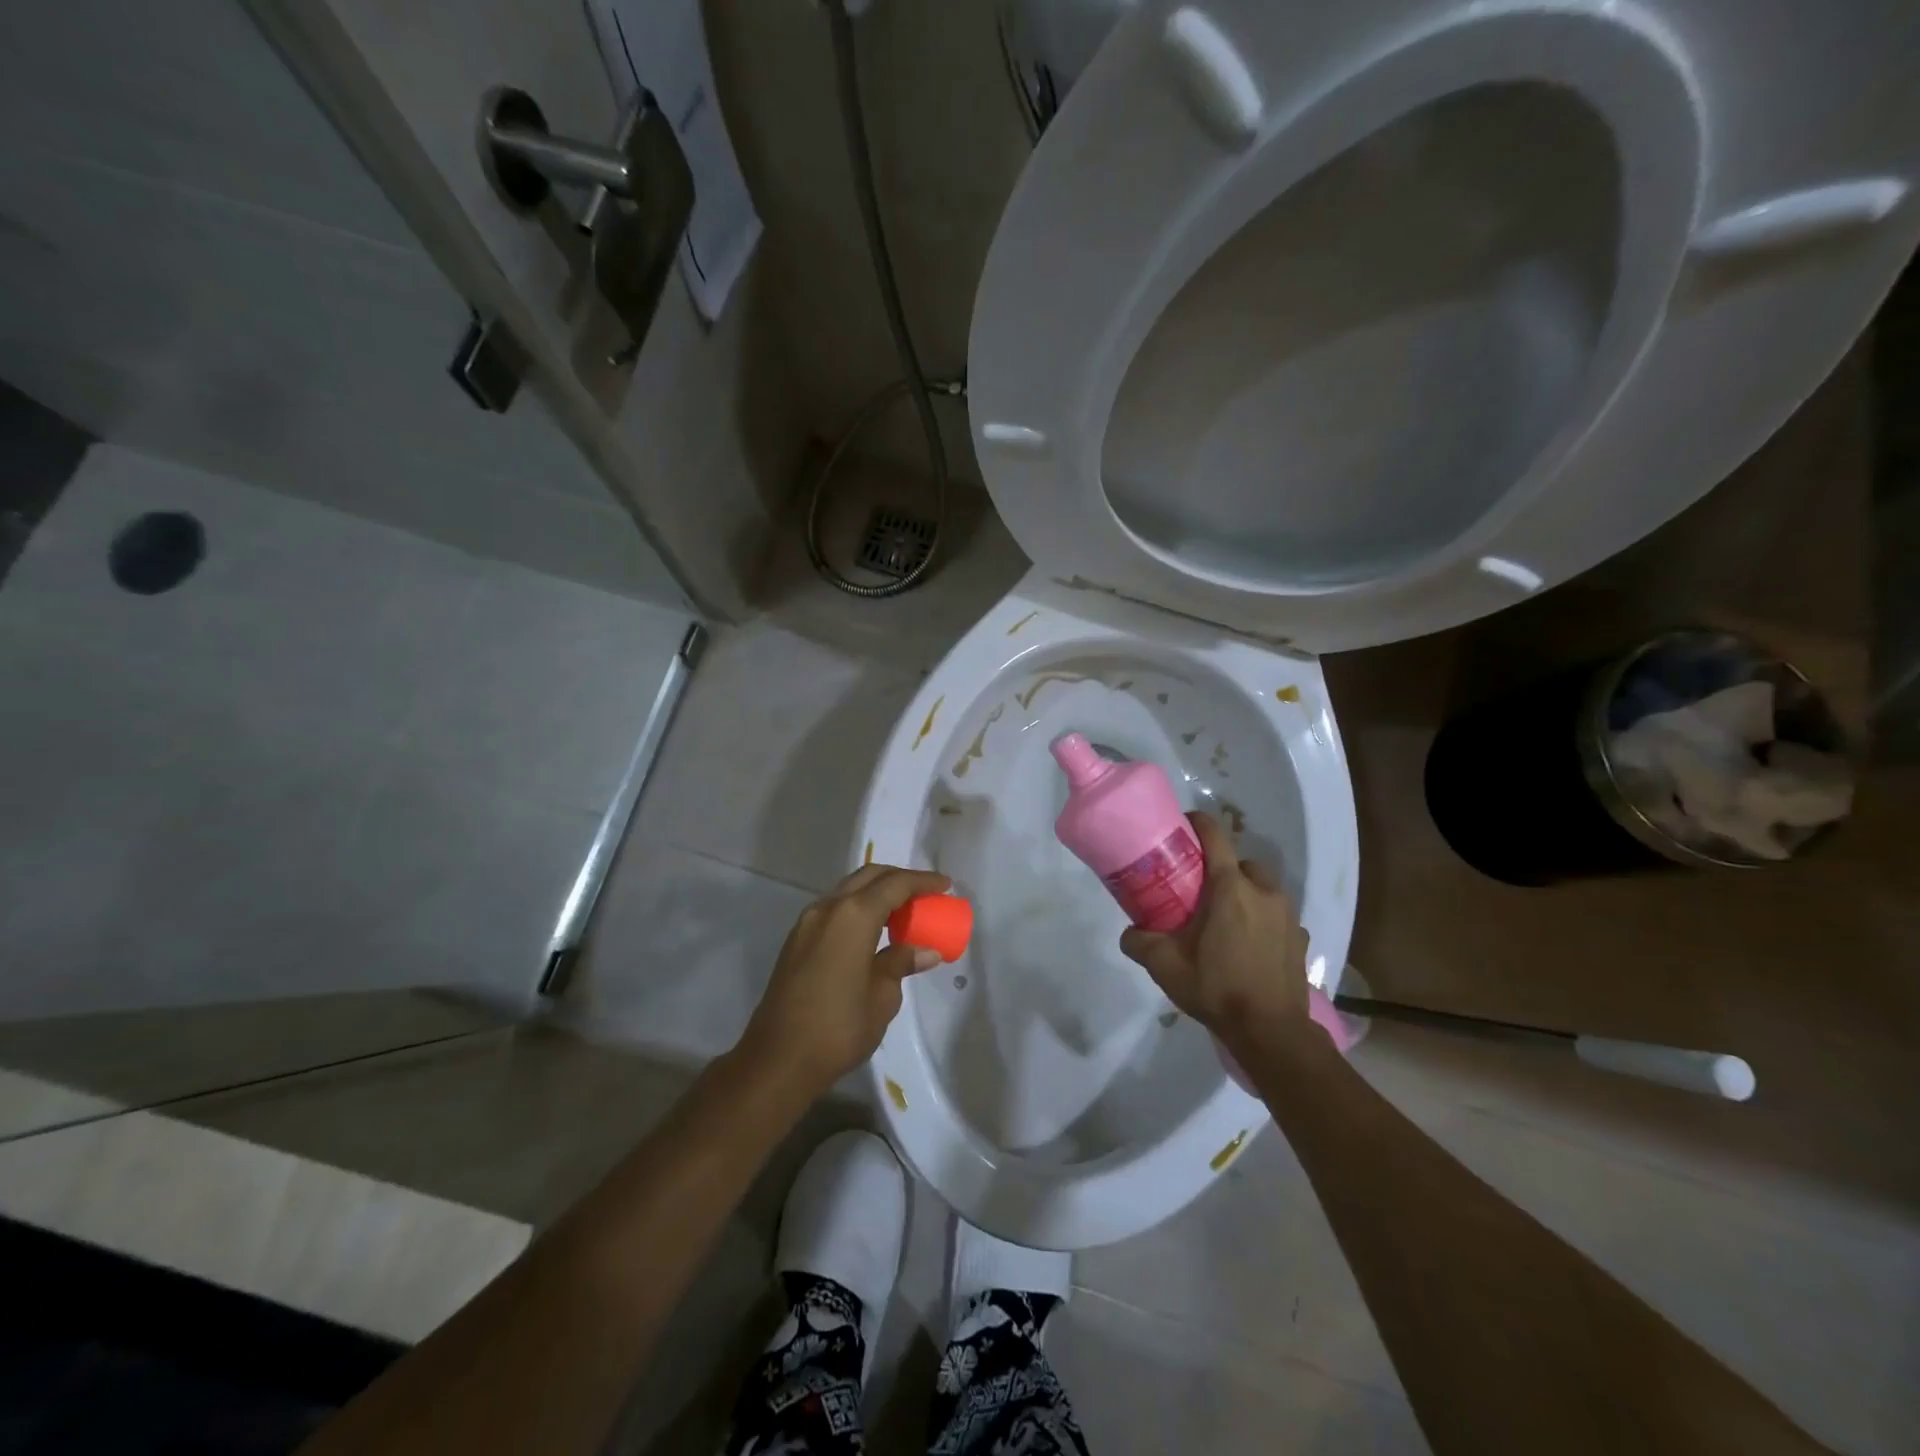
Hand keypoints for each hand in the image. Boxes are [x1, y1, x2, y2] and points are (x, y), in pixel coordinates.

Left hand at [738, 863, 950, 1098]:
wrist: (778, 1059)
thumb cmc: (838, 1027)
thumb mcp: (882, 997)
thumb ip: (901, 963)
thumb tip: (925, 951)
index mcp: (853, 916)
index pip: (895, 884)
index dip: (923, 881)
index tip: (945, 884)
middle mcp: (828, 908)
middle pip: (868, 877)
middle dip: (899, 879)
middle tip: (926, 893)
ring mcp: (808, 922)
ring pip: (848, 890)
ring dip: (876, 892)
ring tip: (903, 911)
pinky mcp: (797, 940)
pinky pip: (835, 909)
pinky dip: (858, 908)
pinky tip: (873, 930)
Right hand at [1119, 811, 1311, 1049]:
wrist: (1271, 1032)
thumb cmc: (1216, 988)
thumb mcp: (1165, 966)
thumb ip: (1140, 942)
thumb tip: (1128, 932)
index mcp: (1230, 888)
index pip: (1215, 838)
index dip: (1198, 824)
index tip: (1182, 825)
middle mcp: (1264, 892)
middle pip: (1240, 863)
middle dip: (1221, 867)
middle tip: (1199, 888)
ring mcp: (1288, 915)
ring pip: (1263, 888)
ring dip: (1245, 892)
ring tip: (1225, 918)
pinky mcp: (1301, 938)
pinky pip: (1278, 916)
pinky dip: (1263, 919)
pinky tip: (1249, 944)